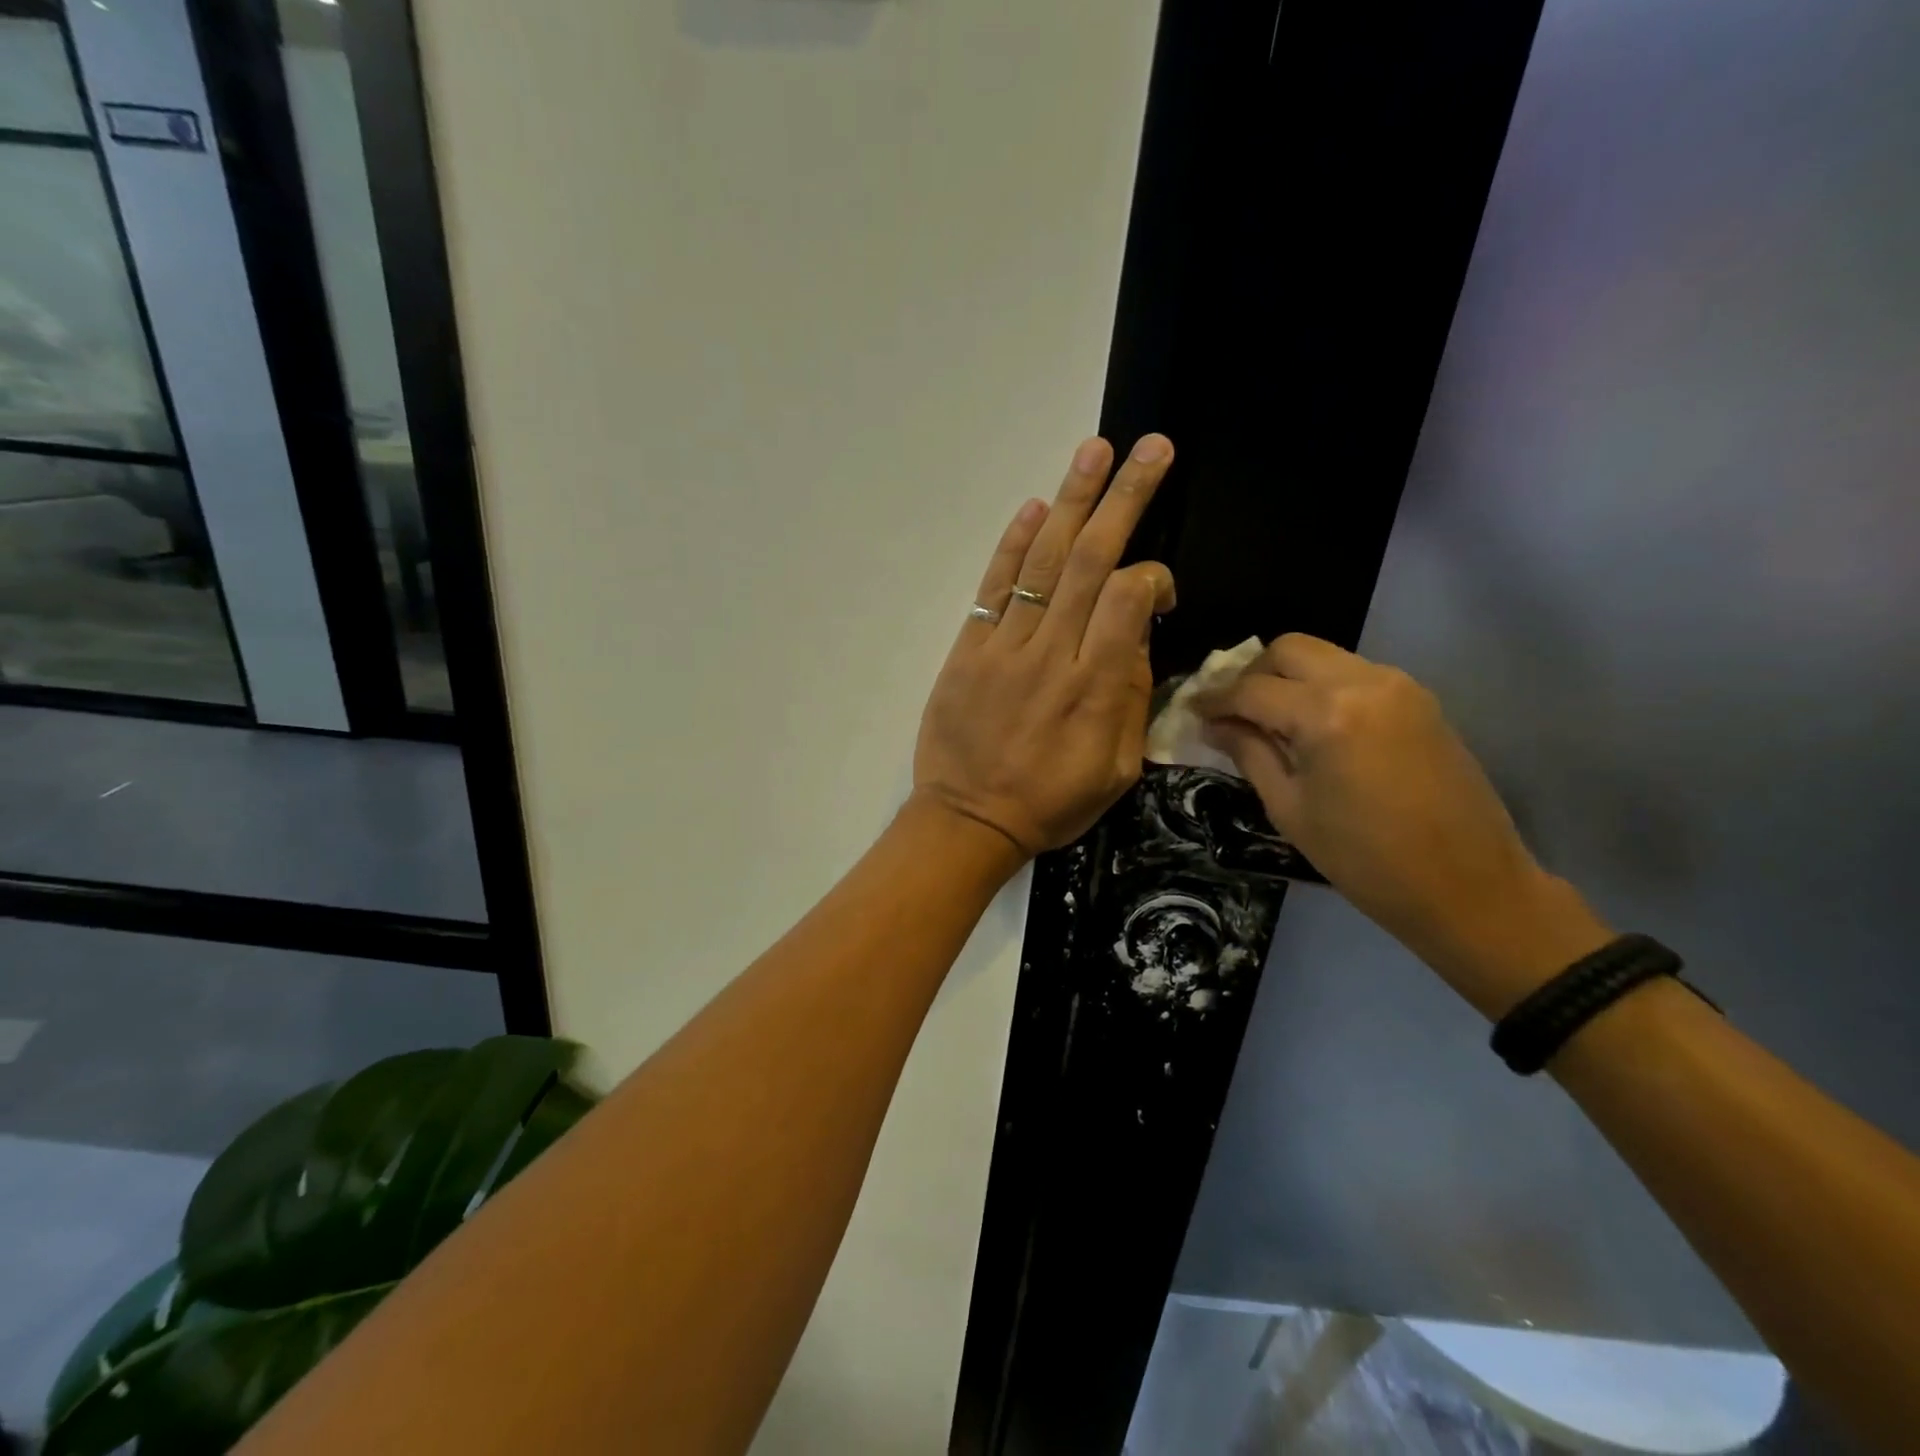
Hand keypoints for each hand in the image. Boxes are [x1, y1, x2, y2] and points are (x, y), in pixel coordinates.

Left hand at [913, 435, 1176, 860]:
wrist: (968, 819)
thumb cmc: (1050, 803)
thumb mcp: (1115, 771)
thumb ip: (1131, 700)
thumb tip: (1135, 637)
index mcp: (1094, 687)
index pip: (1127, 599)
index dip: (1152, 576)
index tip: (1161, 589)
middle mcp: (1051, 654)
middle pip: (1090, 561)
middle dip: (1124, 499)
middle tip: (1150, 448)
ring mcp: (1004, 647)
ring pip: (1042, 562)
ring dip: (1071, 501)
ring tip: (1095, 451)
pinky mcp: (968, 649)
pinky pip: (994, 588)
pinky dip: (1013, 546)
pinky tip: (1035, 507)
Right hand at [1194, 635, 1610, 1015]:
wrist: (1468, 886)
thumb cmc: (1365, 860)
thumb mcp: (1290, 810)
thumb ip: (1249, 753)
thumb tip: (1214, 725)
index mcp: (1327, 715)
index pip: (1252, 689)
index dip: (1214, 699)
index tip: (1191, 710)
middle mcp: (1364, 682)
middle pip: (1289, 649)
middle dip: (1251, 674)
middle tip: (1232, 711)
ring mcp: (1398, 686)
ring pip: (1324, 656)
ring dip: (1288, 677)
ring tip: (1268, 719)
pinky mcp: (1419, 698)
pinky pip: (1353, 673)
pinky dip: (1322, 687)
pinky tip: (1311, 725)